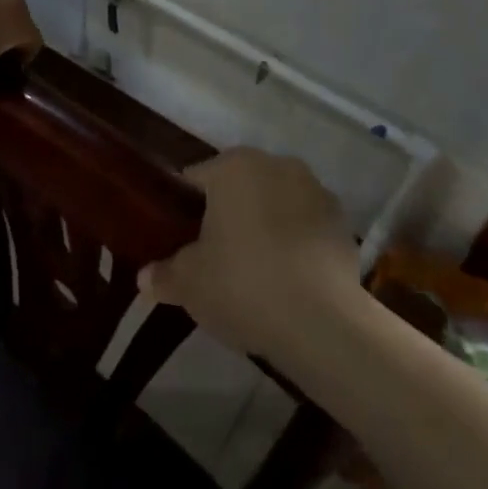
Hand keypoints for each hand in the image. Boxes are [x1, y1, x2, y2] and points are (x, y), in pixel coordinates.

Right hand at [140, 148, 360, 356]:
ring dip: (265, 226)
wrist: (323, 322)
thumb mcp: (189, 283)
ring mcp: (316, 192)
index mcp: (234, 166)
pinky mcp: (343, 224)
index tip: (178, 239)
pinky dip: (295, 244)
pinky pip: (306, 228)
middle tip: (212, 256)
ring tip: (253, 271)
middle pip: (240, 186)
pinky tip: (286, 280)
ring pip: (276, 204)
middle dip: (227, 214)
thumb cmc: (243, 284)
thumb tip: (144, 277)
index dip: (183, 208)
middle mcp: (277, 165)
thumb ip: (164, 274)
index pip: (197, 178)